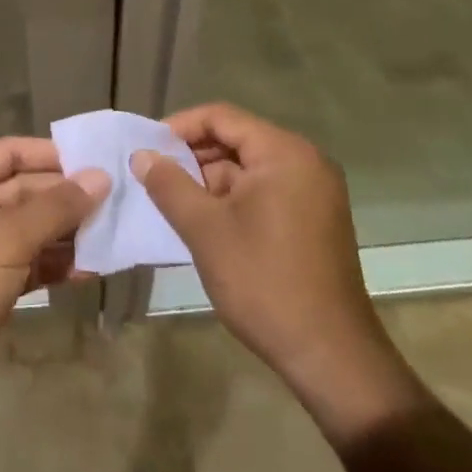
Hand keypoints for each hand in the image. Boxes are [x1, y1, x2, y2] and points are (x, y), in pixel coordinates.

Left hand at [0, 137, 107, 424]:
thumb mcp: (8, 238)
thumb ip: (57, 206)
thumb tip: (101, 177)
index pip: (9, 152)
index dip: (52, 155)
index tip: (97, 161)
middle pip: (24, 188)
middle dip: (67, 197)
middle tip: (117, 199)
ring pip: (31, 226)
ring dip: (68, 232)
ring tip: (114, 232)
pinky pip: (31, 259)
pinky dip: (57, 262)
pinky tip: (94, 267)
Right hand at [133, 103, 426, 445]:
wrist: (329, 354)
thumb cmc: (264, 282)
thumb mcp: (205, 229)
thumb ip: (169, 185)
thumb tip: (142, 155)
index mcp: (285, 153)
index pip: (222, 117)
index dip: (180, 127)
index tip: (147, 149)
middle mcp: (305, 162)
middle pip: (236, 140)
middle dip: (192, 157)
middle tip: (153, 178)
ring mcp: (313, 193)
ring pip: (248, 169)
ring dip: (209, 182)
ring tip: (171, 204)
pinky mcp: (313, 220)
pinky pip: (264, 192)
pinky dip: (232, 200)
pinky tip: (203, 223)